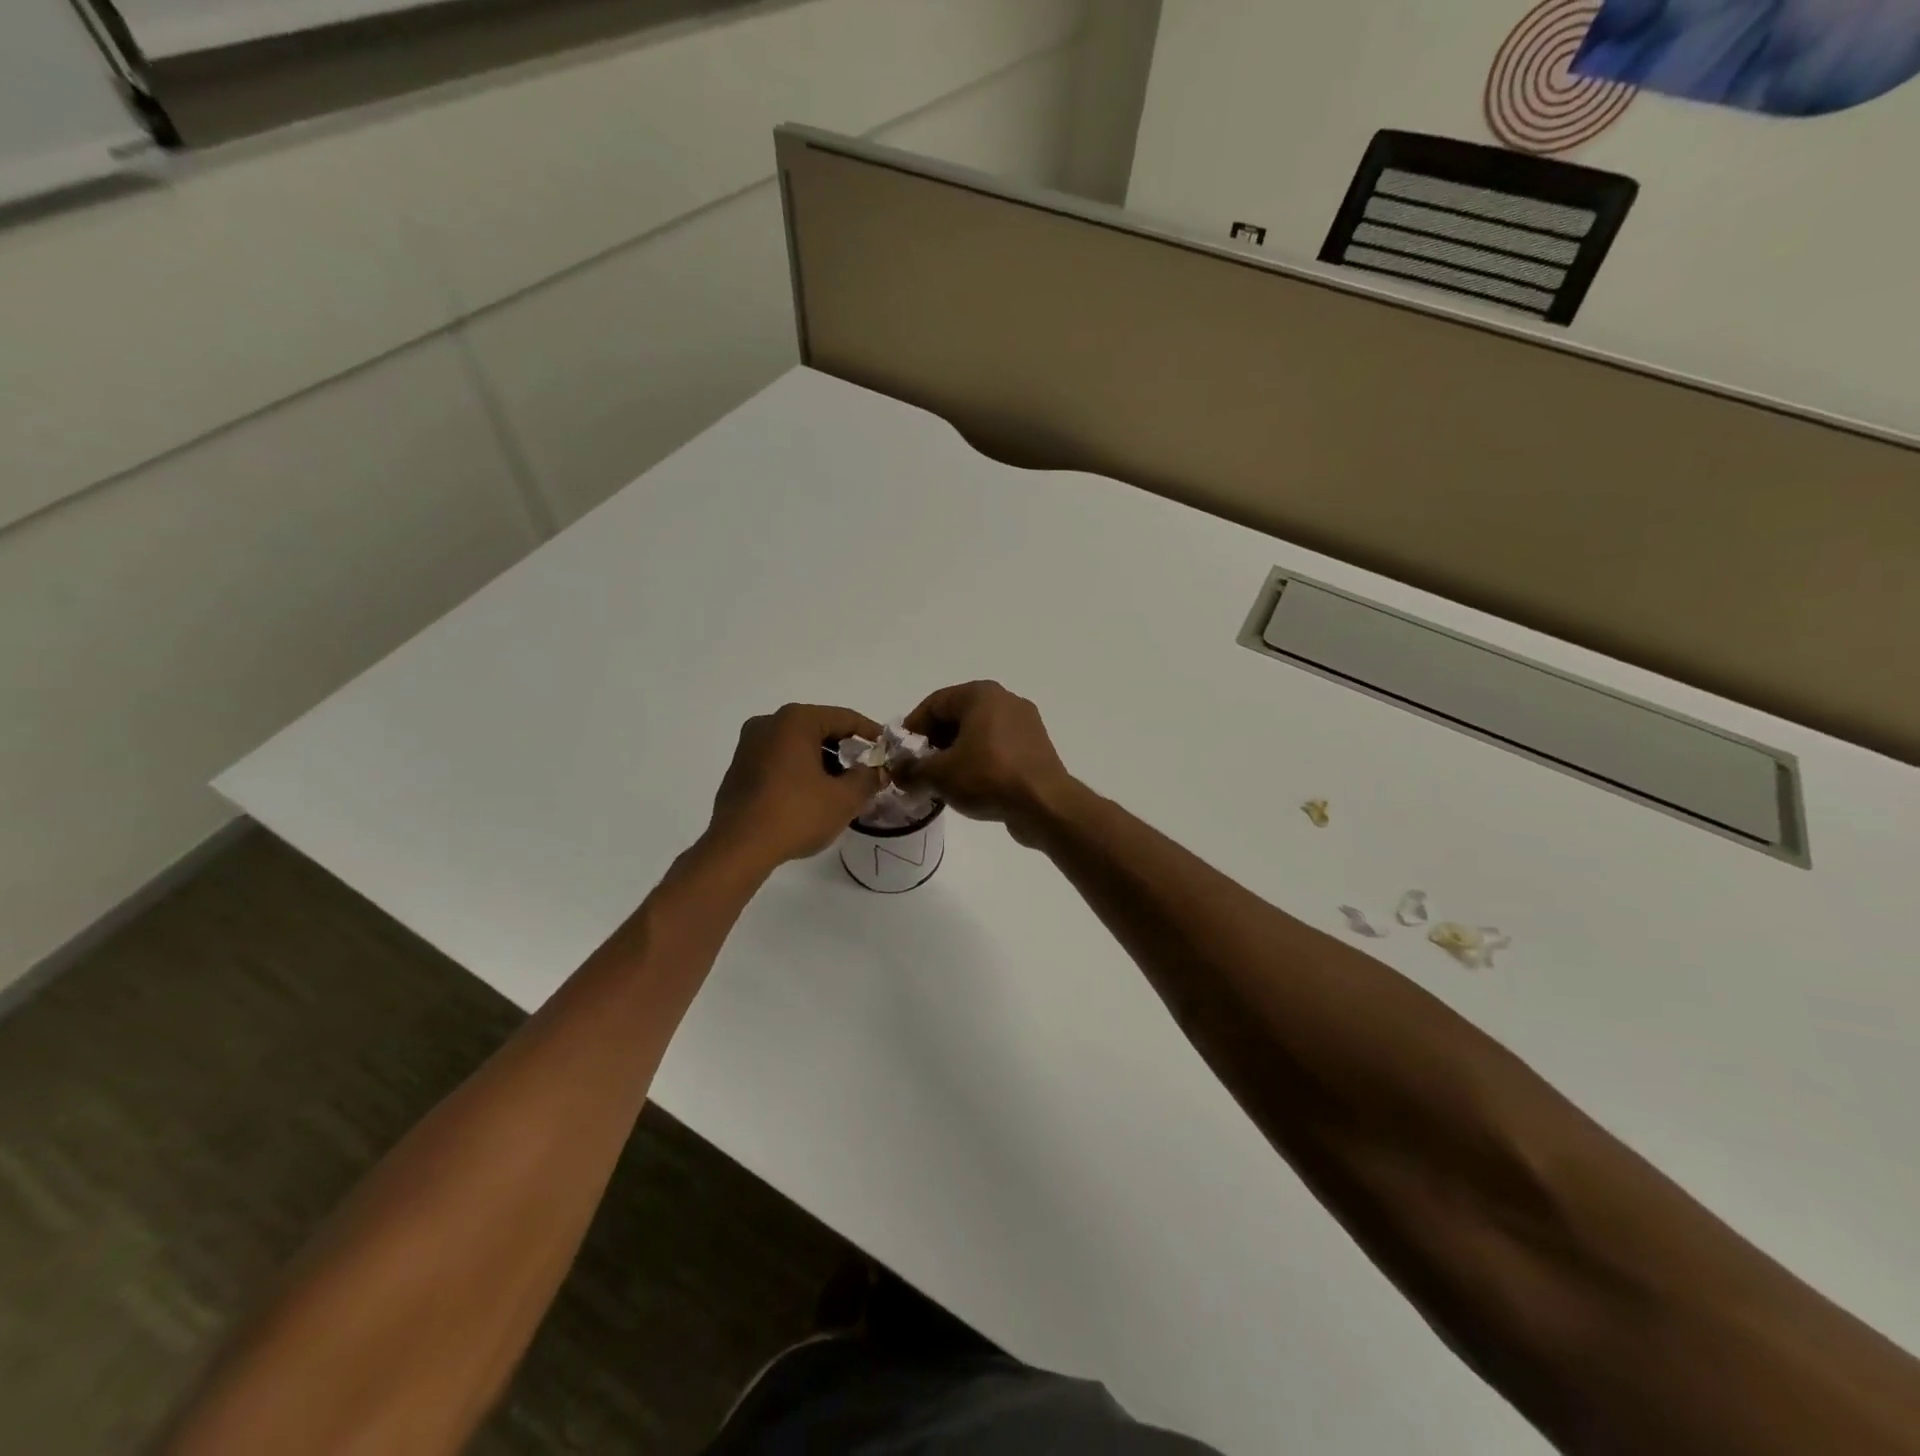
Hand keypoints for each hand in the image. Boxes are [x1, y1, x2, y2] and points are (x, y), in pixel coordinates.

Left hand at [705, 704, 885, 869]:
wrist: (739, 848)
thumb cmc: (796, 814)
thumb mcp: (844, 798)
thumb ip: (868, 779)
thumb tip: (878, 772)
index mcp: (796, 720)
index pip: (845, 718)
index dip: (871, 733)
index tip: (887, 749)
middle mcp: (769, 723)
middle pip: (820, 729)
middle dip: (846, 750)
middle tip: (867, 771)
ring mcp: (749, 745)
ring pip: (798, 745)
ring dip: (823, 762)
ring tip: (843, 787)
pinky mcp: (740, 768)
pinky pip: (780, 760)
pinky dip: (801, 770)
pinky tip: (813, 795)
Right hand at [899, 682, 1074, 841]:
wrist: (1044, 805)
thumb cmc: (988, 777)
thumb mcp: (939, 775)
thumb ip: (911, 770)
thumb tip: (897, 773)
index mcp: (981, 694)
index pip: (934, 704)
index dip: (912, 729)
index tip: (899, 755)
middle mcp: (1005, 700)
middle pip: (956, 717)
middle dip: (933, 743)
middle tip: (917, 770)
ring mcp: (1025, 724)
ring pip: (977, 734)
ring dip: (955, 755)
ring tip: (940, 782)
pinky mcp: (1035, 748)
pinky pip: (997, 749)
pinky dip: (978, 762)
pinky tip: (968, 787)